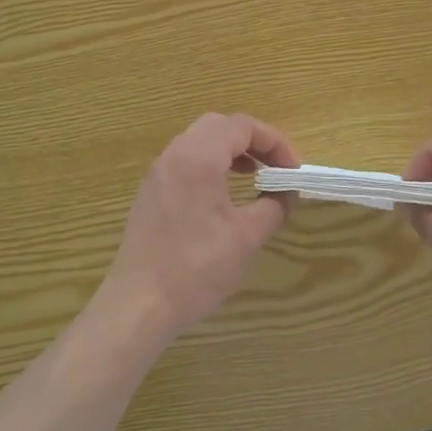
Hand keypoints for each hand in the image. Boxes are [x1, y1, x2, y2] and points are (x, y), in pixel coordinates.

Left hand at [100, 113, 298, 341]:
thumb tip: (286, 193)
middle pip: (218, 125)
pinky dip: (210, 164)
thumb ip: (273, 207)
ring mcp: (158, 173)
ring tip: (253, 177)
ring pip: (199, 140)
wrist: (139, 305)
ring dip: (230, 151)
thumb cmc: (196, 268)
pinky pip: (184, 160)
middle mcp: (174, 155)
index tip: (292, 171)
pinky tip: (222, 195)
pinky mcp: (150, 193)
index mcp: (198, 157)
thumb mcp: (246, 238)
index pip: (242, 126)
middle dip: (252, 140)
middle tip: (274, 168)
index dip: (274, 142)